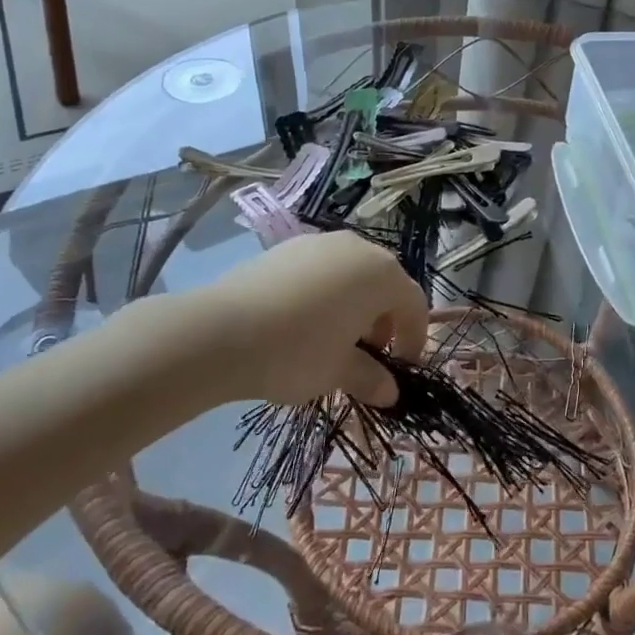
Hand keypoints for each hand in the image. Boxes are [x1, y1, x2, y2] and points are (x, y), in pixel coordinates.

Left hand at [147, 233, 428, 406]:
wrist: (219, 331)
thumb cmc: (297, 352)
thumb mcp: (339, 373)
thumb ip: (371, 378)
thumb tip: (390, 392)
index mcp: (382, 274)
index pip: (414, 304)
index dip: (414, 339)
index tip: (401, 369)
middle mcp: (358, 248)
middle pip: (385, 283)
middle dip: (385, 320)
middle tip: (369, 354)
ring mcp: (321, 242)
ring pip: (353, 273)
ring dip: (356, 304)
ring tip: (335, 338)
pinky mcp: (287, 247)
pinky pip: (322, 269)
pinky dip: (326, 293)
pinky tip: (302, 322)